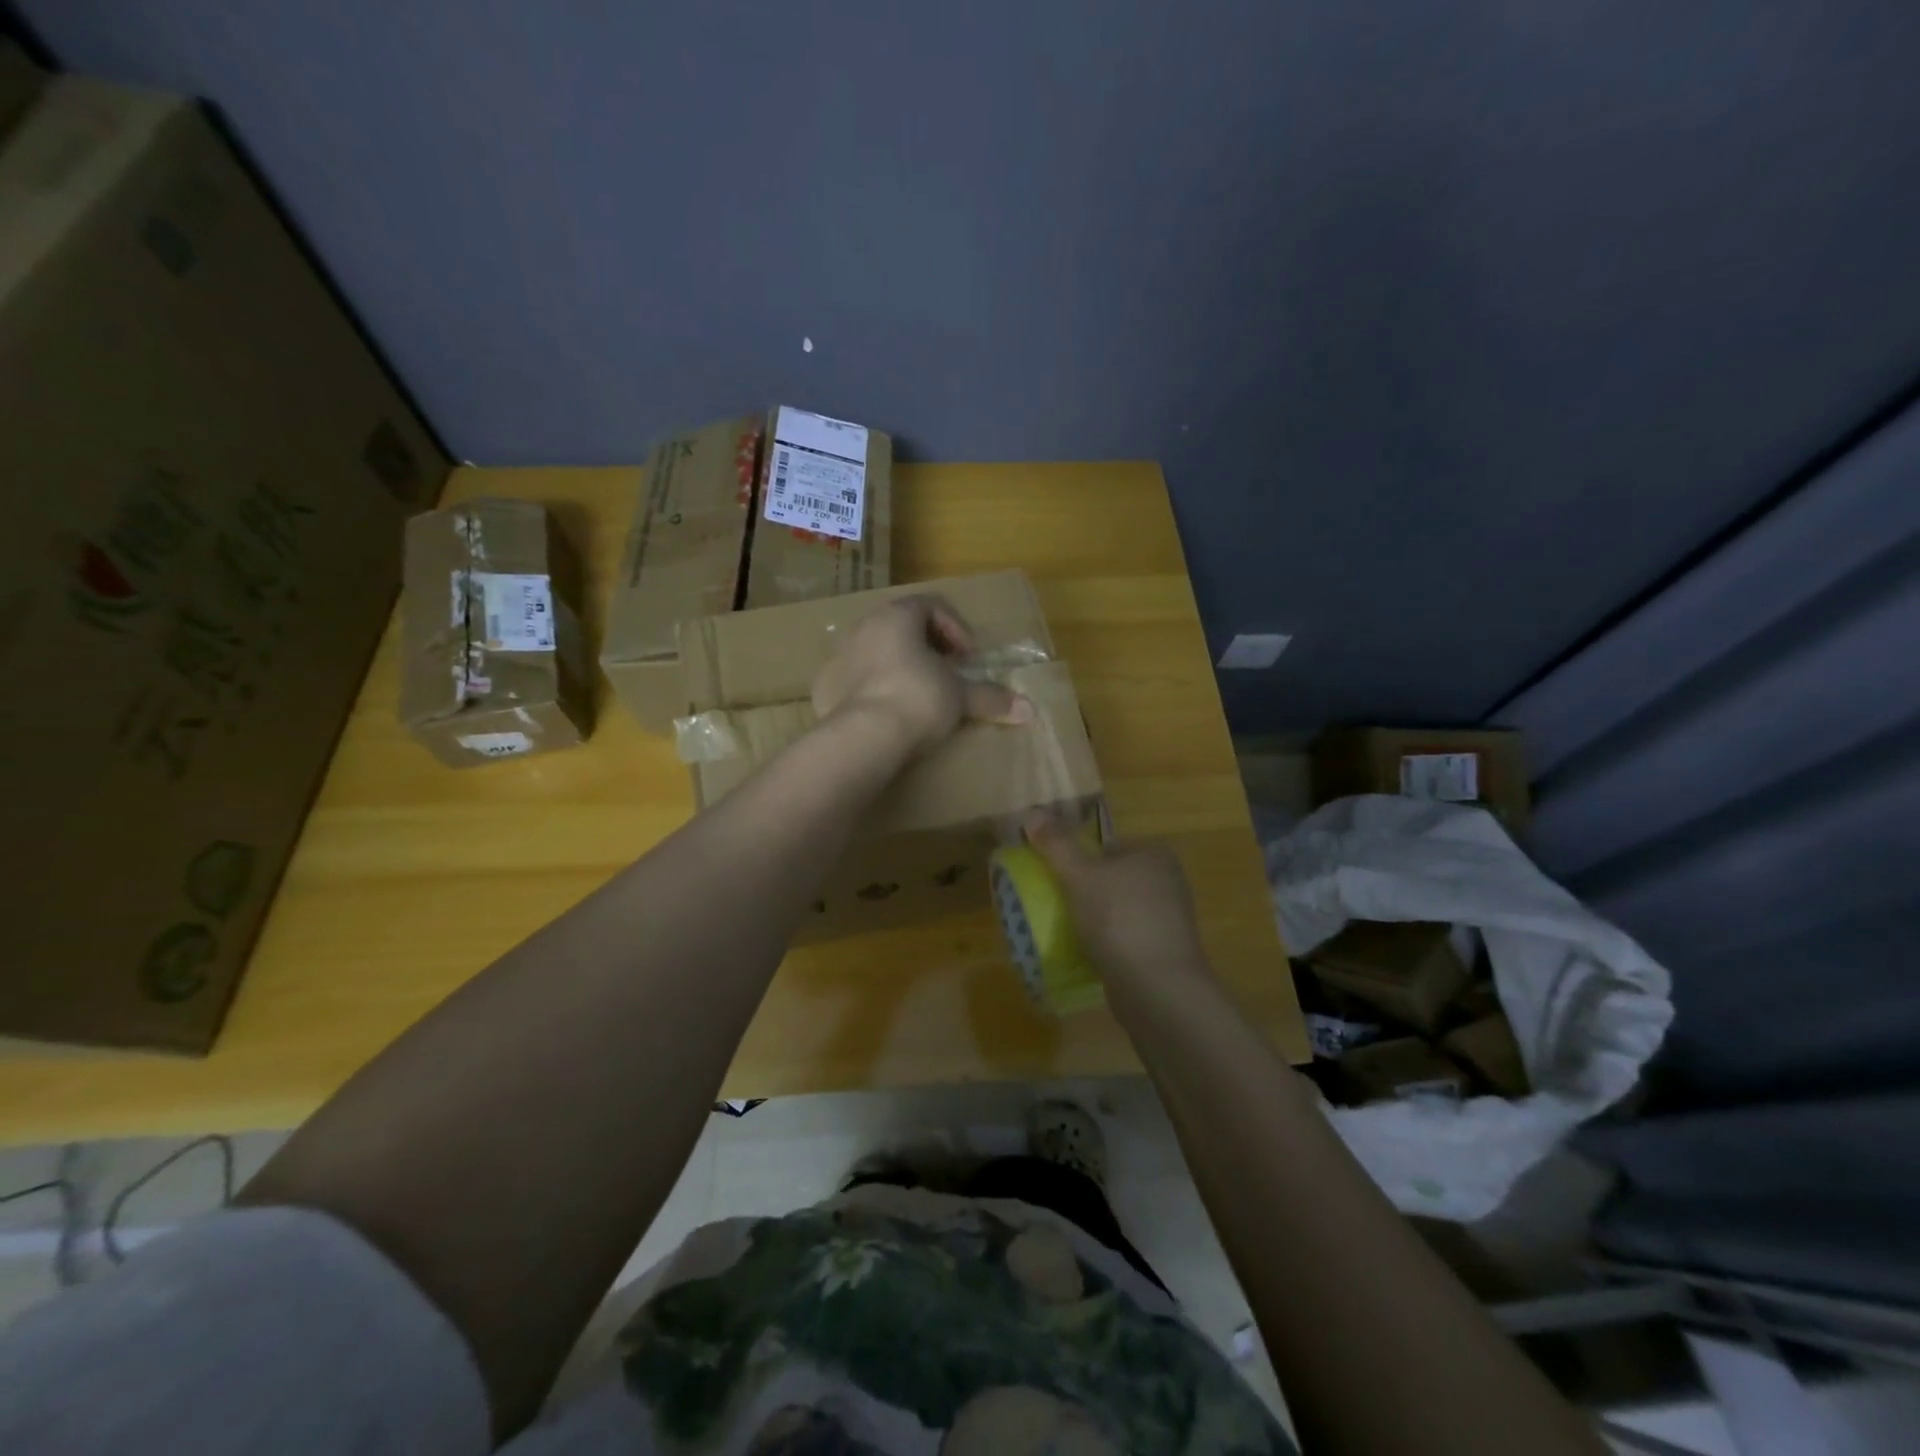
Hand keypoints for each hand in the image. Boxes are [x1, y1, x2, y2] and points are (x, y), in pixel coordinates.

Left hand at [811, 595, 1031, 756]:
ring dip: (899, 666)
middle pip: (901, 626)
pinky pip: (854, 679)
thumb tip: (1029, 710)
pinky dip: (873, 688)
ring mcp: (838, 656)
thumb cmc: (917, 699)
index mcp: (897, 616)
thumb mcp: (960, 697)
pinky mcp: (824, 686)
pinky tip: (887, 714)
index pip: (931, 605)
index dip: (955, 629)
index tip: (967, 659)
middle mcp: (863, 627)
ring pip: (875, 651)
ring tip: (917, 695)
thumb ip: (991, 698)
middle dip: (927, 647)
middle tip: (946, 674)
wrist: (863, 737)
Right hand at [1024, 813, 1212, 986]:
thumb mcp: (1079, 875)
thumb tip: (1031, 813)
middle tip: (1057, 907)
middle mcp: (1168, 881)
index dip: (1078, 861)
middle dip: (1085, 892)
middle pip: (1111, 879)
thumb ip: (1055, 844)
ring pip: (1118, 910)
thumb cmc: (1118, 919)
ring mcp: (1170, 919)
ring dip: (1095, 920)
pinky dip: (1108, 944)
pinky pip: (1126, 939)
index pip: (1107, 847)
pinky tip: (1088, 956)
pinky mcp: (1165, 952)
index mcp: (1154, 854)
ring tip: (1068, 933)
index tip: (1055, 880)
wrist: (1157, 988)